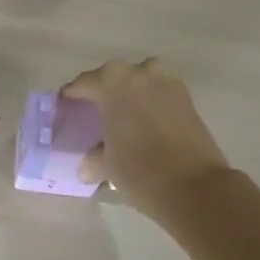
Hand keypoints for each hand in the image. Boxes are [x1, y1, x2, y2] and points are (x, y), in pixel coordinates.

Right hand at [62, 59, 232, 222]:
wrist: (196, 187)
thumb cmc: (140, 170)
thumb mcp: (107, 165)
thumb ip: (93, 158)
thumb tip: (86, 165)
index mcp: (111, 81)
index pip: (83, 84)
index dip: (71, 96)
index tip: (63, 107)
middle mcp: (138, 72)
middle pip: (112, 78)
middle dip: (102, 93)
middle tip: (92, 113)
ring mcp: (166, 82)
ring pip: (139, 81)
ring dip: (129, 94)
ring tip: (122, 116)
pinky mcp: (187, 98)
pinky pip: (159, 93)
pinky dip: (149, 103)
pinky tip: (144, 123)